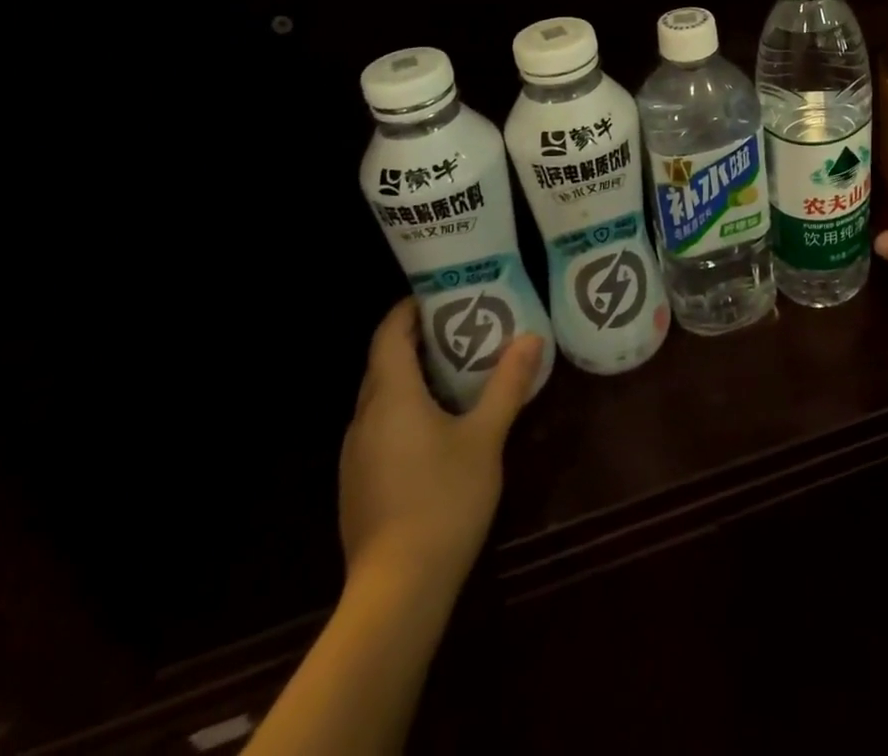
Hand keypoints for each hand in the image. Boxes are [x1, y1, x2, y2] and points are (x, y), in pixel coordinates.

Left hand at [338, 298, 544, 591]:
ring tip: (452, 371)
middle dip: (414, 340)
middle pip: (382, 363)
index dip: (408, 310)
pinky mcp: (357, 483)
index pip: (388, 335)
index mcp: (391, 397)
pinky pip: (378, 427)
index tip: (437, 295)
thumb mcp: (486, 437)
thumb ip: (507, 385)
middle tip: (458, 327)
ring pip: (380, 397)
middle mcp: (364, 418)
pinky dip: (403, 409)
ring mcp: (355, 454)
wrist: (397, 591)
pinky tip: (434, 427)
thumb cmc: (443, 500)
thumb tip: (531, 338)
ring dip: (409, 376)